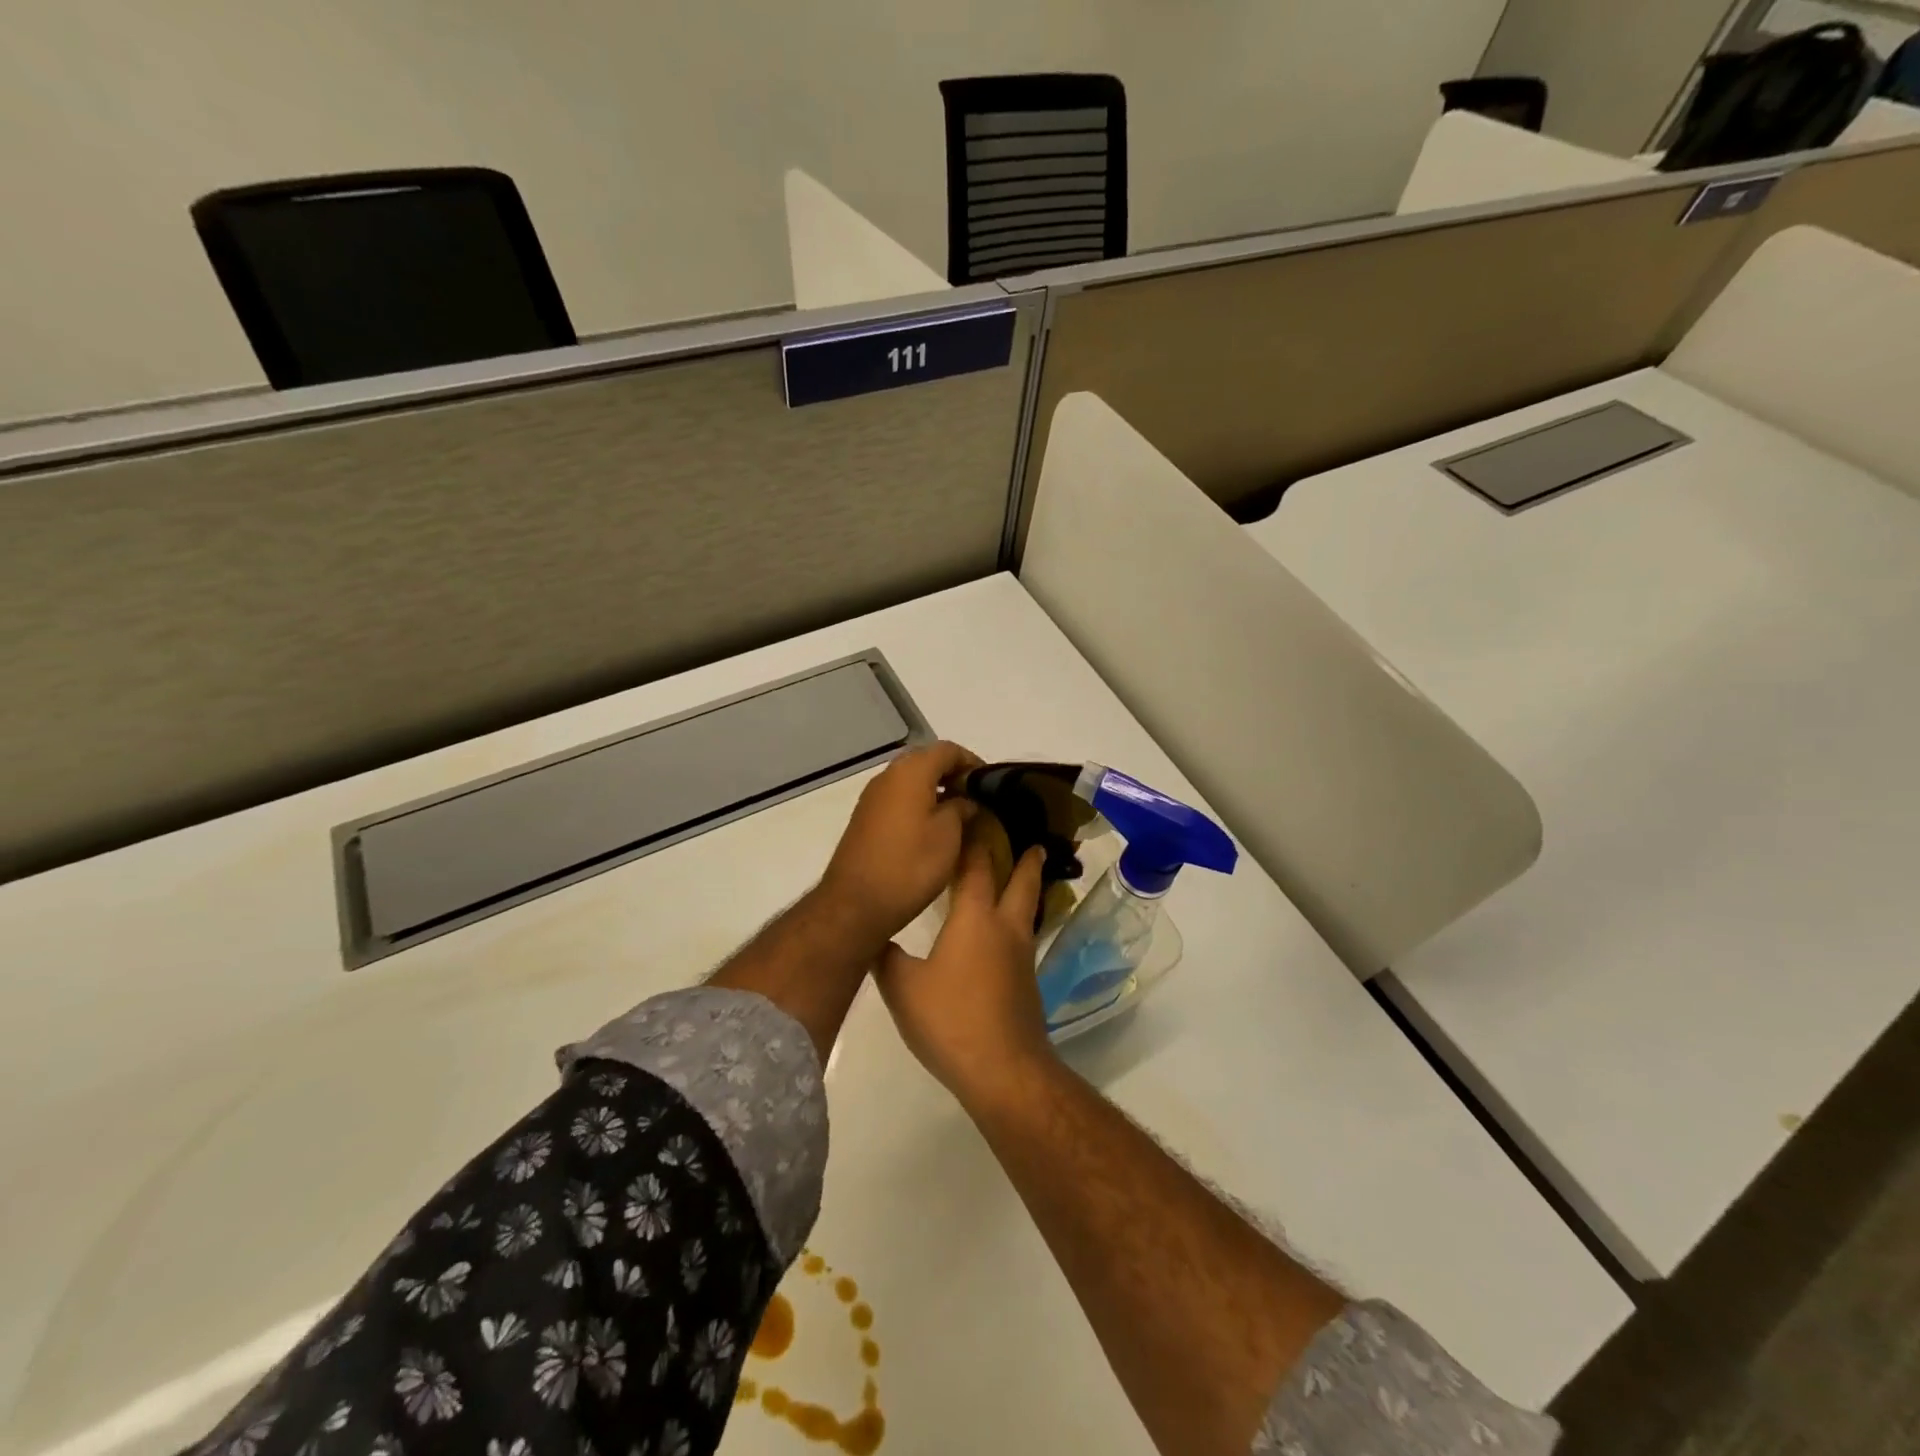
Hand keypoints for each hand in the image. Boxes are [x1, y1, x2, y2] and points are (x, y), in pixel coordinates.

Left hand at [819, 740, 980, 946]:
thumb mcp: (949, 835)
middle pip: (927, 761)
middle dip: (954, 775)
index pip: (948, 750)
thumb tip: (966, 800)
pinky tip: (933, 829)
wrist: (856, 903)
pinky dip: (918, 804)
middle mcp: (888, 776)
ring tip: (960, 816)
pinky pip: (898, 799)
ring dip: (936, 790)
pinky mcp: (865, 818)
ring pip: (911, 781)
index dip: (973, 762)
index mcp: (911, 772)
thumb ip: (962, 807)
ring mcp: (872, 797)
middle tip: (977, 799)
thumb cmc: (910, 865)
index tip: (991, 785)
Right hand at [875, 830, 1054, 1107]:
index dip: (975, 839)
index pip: (976, 865)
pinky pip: (1024, 937)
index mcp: (974, 918)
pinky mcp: (1027, 983)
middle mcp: (1004, 928)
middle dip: (1024, 858)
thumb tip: (875, 936)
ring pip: (1028, 909)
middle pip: (1021, 881)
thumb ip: (887, 957)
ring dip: (1028, 887)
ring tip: (1026, 874)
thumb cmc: (951, 1020)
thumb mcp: (902, 988)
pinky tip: (1004, 934)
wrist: (1004, 1071)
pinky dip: (1019, 920)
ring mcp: (1021, 956)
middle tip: (1029, 839)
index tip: (975, 816)